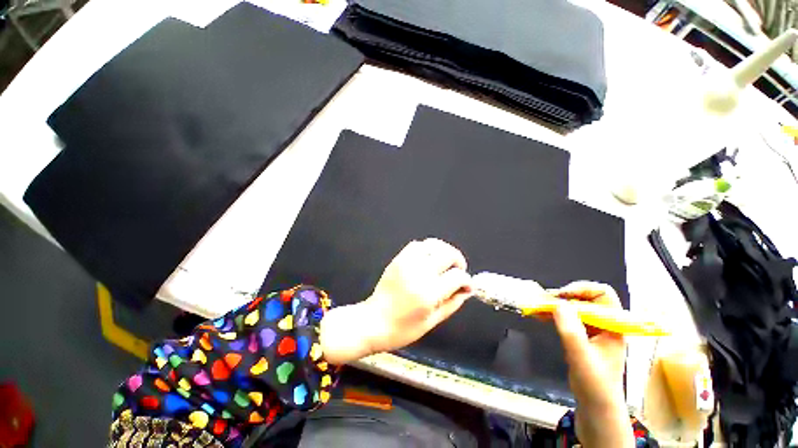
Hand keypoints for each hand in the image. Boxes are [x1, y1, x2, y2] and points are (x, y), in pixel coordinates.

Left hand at [320, 238, 472, 364]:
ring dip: (444, 251)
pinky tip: (429, 259)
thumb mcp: (432, 322)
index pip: (457, 276)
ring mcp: (407, 263)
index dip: (466, 280)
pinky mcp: (398, 259)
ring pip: (433, 245)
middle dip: (458, 261)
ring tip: (445, 262)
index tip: (466, 285)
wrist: (373, 321)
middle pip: (448, 254)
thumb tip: (467, 290)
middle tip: (458, 271)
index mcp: (429, 293)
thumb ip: (453, 303)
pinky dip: (428, 248)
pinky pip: (417, 245)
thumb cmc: (402, 329)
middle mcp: (419, 273)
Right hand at [552, 282, 633, 447]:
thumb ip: (571, 332)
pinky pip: (566, 316)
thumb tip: (558, 304)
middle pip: (585, 297)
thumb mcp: (582, 358)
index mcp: (613, 325)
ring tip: (537, 307)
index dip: (582, 289)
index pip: (603, 294)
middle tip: (544, 300)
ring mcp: (592, 329)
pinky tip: (539, 315)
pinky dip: (553, 313)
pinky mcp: (581, 334)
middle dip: (564, 296)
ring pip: (573, 306)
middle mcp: (604, 323)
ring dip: (555, 304)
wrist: (595, 404)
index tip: (561, 296)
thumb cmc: (595, 383)